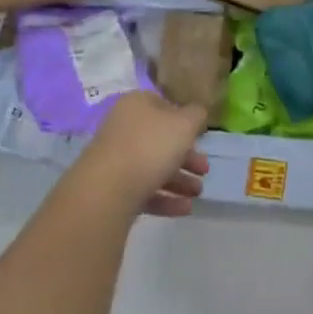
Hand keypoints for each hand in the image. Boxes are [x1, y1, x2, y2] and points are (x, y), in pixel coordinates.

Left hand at [78, 92, 209, 216]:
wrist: (108, 189)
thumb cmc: (151, 146)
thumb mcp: (185, 124)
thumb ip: (196, 115)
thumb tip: (196, 113)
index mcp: (136, 105)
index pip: (163, 105)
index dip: (184, 119)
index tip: (200, 136)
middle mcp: (123, 128)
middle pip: (160, 140)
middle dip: (186, 157)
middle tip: (204, 170)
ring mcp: (116, 159)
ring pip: (153, 166)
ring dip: (180, 180)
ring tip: (198, 193)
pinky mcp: (112, 188)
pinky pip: (144, 190)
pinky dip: (166, 198)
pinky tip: (185, 208)